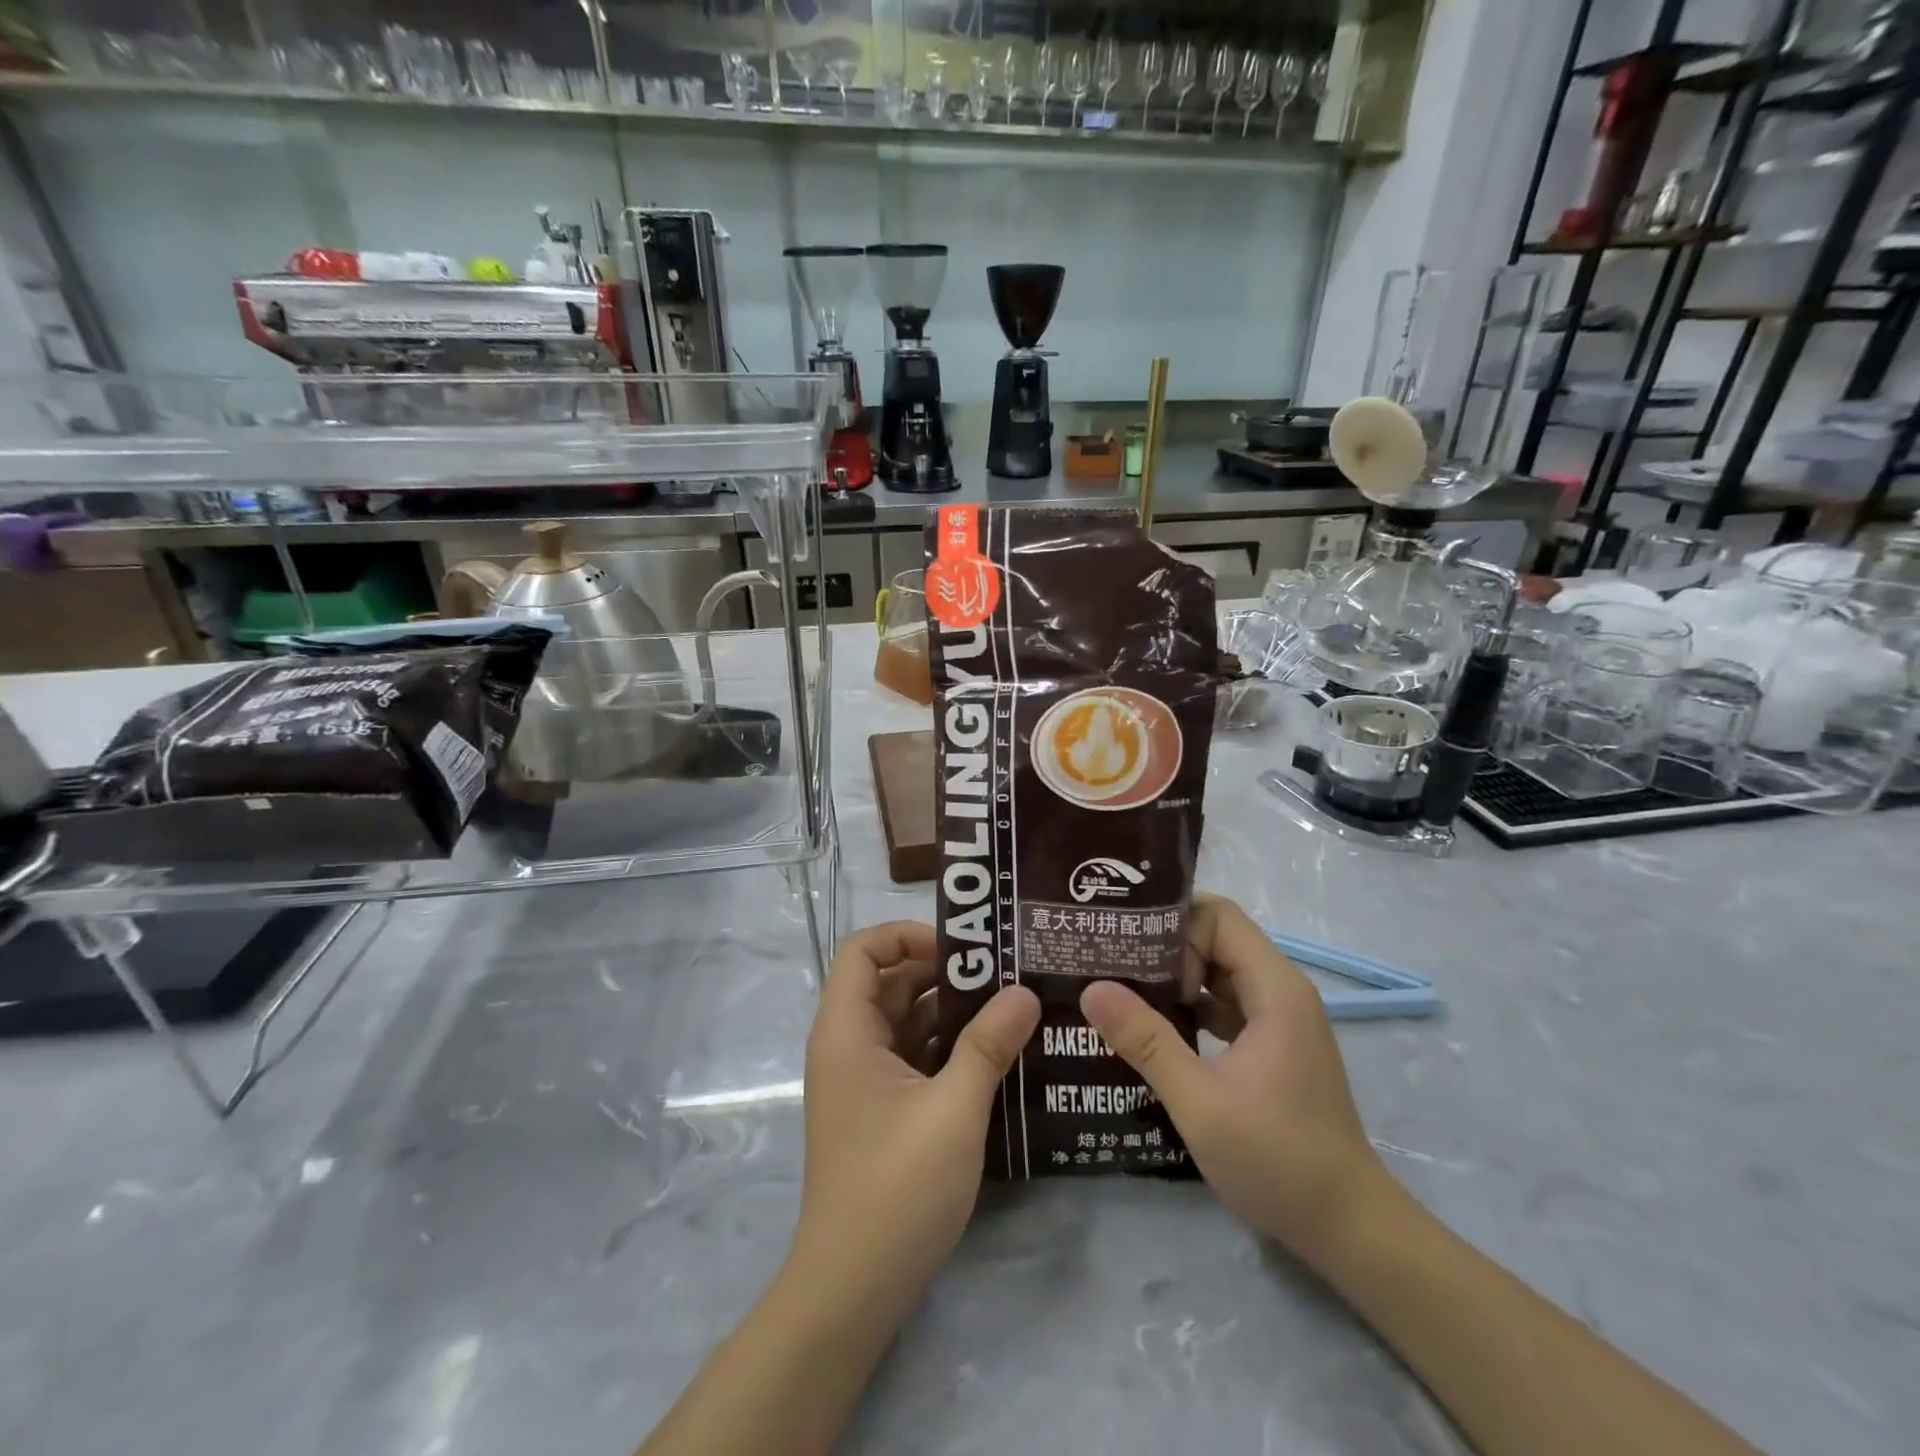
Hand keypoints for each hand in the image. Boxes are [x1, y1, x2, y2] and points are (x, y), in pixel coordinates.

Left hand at [790, 922, 1039, 1321]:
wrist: (852, 1290)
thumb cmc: (895, 1186)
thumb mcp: (953, 1109)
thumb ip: (988, 1044)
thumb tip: (1025, 992)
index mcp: (847, 1031)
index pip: (863, 950)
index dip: (907, 935)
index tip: (961, 948)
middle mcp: (849, 1046)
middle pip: (890, 982)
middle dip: (943, 971)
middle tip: (1004, 969)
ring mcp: (864, 1081)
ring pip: (906, 1021)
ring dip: (951, 1010)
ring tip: (1010, 1004)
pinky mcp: (881, 1111)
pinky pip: (913, 1057)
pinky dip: (947, 1046)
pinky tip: (995, 1052)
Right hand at [1079, 895, 1389, 1261]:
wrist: (1347, 1228)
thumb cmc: (1278, 1159)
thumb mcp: (1199, 1101)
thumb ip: (1146, 1041)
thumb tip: (1092, 989)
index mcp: (1274, 989)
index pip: (1218, 917)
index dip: (1173, 929)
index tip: (1133, 959)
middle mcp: (1280, 991)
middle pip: (1215, 938)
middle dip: (1164, 948)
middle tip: (1112, 968)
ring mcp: (1277, 1019)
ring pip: (1217, 970)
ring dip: (1172, 978)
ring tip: (1120, 992)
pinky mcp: (1270, 1044)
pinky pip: (1223, 1003)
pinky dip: (1188, 1006)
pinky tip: (1150, 1029)